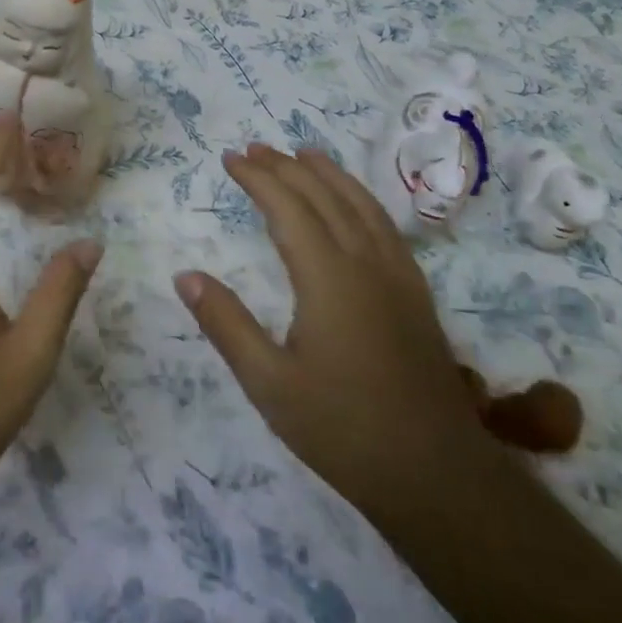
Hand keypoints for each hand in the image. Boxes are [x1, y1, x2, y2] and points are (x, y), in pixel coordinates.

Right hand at [174, 144, 491, 511]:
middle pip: (324, 196)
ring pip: (361, 204)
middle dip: (287, 167)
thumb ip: (226, 323)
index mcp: (328, 277)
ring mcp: (398, 276)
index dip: (257, 178)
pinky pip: (384, 225)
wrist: (436, 474)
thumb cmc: (342, 429)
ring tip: (303, 153)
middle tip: (254, 148)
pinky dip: (360, 198)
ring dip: (328, 174)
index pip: (288, 208)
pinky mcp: (415, 294)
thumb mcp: (268, 383)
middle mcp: (366, 263)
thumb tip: (185, 276)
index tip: (229, 158)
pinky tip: (353, 204)